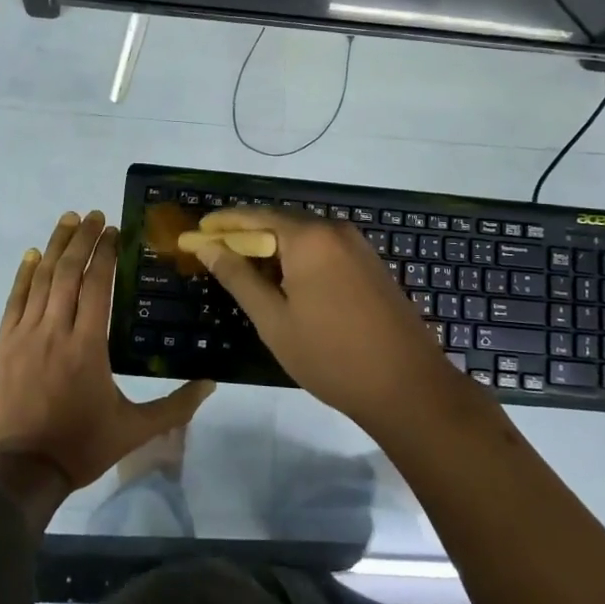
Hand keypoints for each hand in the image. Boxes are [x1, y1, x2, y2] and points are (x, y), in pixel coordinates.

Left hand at [0, 210, 214, 494]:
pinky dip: (23, 275)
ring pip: (41, 280)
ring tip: (67, 221)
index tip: (113, 230)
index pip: (97, 285)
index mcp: (88, 345)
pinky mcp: (2, 345)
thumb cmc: (80, 447)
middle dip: (82, 239)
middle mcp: (56, 329)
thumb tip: (212, 383)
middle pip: (69, 272)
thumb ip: (174, 405)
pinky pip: (14, 301)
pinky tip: (31, 256)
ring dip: (55, 247)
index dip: (106, 253)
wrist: (18, 472)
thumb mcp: (134, 430)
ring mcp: (25, 335)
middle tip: (92, 214)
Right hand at [189, 207, 448, 429]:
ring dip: (273, 248)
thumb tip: (207, 247)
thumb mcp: (274, 320)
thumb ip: (239, 277)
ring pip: (304, 236)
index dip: (223, 223)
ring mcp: (358, 246)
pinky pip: (324, 249)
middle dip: (247, 235)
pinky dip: (298, 258)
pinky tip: (286, 283)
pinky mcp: (370, 264)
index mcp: (309, 237)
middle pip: (280, 221)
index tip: (196, 232)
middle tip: (216, 254)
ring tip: (246, 271)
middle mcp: (334, 230)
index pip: (255, 216)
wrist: (408, 387)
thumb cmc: (331, 356)